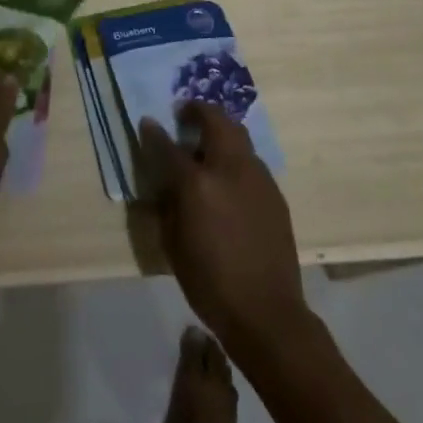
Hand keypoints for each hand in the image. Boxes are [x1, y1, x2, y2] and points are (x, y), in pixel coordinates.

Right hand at [137, 101, 309, 358]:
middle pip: (215, 121)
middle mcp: (230, 169)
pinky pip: (251, 160)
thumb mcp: (173, 245)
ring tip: (207, 143)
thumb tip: (165, 181)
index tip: (148, 122)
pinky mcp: (275, 192)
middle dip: (198, 111)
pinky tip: (229, 177)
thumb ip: (167, 204)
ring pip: (238, 135)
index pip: (169, 146)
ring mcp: (257, 177)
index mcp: (198, 184)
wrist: (267, 312)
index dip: (154, 132)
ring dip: (220, 130)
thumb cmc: (210, 283)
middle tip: (185, 115)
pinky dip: (236, 156)